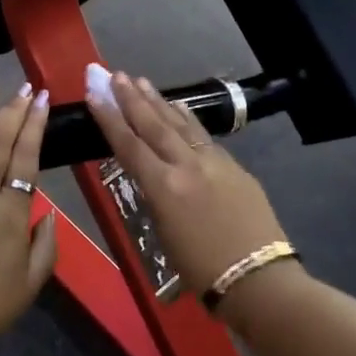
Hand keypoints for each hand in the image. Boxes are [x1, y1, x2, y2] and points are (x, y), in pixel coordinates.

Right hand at [82, 64, 287, 296]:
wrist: (260, 280)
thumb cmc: (203, 272)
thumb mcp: (165, 235)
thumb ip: (157, 198)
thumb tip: (152, 177)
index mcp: (164, 187)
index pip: (129, 145)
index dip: (109, 118)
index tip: (95, 94)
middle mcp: (187, 165)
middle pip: (153, 125)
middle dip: (132, 99)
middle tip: (116, 75)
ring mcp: (214, 162)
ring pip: (180, 124)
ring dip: (158, 102)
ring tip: (141, 81)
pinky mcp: (235, 167)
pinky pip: (204, 136)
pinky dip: (187, 119)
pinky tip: (180, 108)